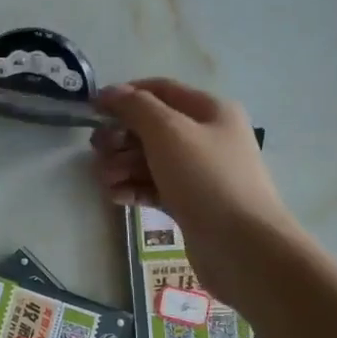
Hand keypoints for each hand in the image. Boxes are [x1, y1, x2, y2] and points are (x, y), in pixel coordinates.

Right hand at [91, 78, 298, 299]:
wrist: (243, 247)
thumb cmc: (206, 179)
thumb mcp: (168, 132)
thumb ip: (135, 107)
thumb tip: (108, 92)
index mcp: (210, 111)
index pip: (160, 90)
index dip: (125, 95)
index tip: (92, 109)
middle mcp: (207, 137)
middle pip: (151, 127)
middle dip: (120, 137)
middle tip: (98, 151)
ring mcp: (199, 173)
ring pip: (149, 159)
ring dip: (122, 165)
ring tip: (106, 180)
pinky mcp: (190, 203)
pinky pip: (154, 187)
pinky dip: (133, 188)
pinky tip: (116, 197)